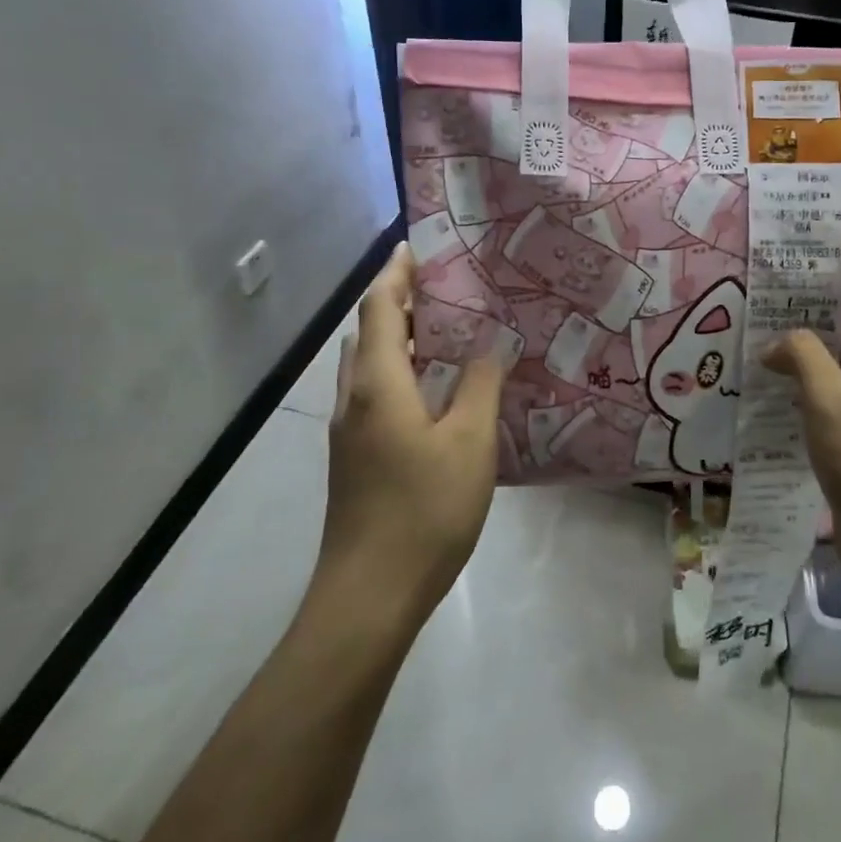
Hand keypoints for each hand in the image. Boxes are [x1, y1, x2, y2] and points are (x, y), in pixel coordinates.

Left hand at [315, 242, 507, 630]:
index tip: (418, 247)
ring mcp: (349, 433)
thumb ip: (480, 385)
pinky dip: (399, 375)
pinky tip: (435, 395)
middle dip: (399, 304)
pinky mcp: (355, 460)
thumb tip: (491, 342)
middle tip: (446, 291)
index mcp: (378, 384)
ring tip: (444, 336)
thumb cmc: (424, 510)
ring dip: (398, 341)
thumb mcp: (470, 442)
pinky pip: (374, 396)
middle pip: (368, 334)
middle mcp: (354, 399)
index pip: (380, 308)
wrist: (370, 594)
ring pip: (369, 368)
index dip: (397, 273)